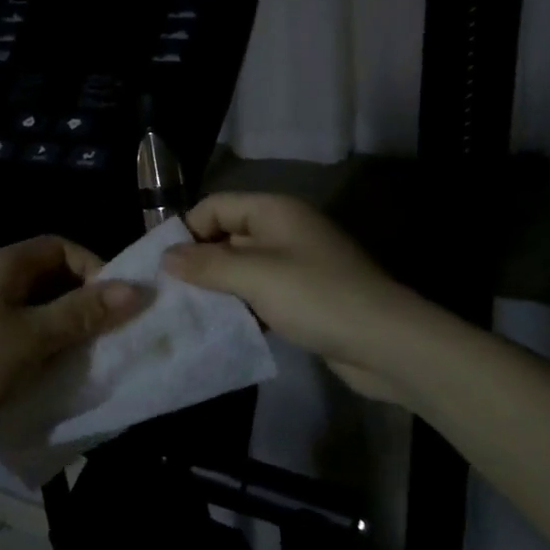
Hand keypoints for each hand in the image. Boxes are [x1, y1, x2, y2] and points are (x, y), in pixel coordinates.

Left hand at [0, 235, 146, 435]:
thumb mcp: (34, 337)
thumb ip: (82, 313)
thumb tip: (135, 289)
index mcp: (6, 263)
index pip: (63, 247)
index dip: (94, 268)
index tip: (115, 303)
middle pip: (52, 274)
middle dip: (83, 299)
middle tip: (107, 330)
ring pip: (39, 302)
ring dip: (65, 322)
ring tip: (87, 350)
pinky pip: (23, 324)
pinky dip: (45, 338)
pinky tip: (55, 363)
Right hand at [161, 193, 415, 401]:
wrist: (387, 343)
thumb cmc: (316, 297)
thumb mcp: (255, 276)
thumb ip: (207, 264)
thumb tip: (165, 256)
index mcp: (273, 211)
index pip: (215, 206)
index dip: (187, 230)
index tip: (162, 266)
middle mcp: (283, 230)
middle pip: (227, 235)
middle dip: (198, 261)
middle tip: (167, 294)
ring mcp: (295, 265)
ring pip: (241, 268)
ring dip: (217, 287)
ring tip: (186, 313)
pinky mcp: (303, 297)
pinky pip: (259, 293)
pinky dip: (240, 305)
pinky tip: (221, 326)